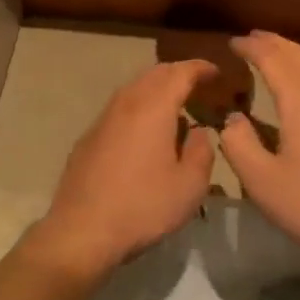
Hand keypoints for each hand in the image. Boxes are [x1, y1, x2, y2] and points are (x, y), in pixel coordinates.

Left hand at [33, 60, 219, 279]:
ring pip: (133, 89)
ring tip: (175, 106)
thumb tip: (199, 131)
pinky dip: (139, 107)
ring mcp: (102, 120)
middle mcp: (126, 104)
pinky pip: (119, 110)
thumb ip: (202, 151)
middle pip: (154, 74)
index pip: (180, 73)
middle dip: (178, 73)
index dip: (200, 68)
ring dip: (156, 89)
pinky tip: (145, 132)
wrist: (83, 231)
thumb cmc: (143, 207)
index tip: (216, 73)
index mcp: (153, 108)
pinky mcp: (88, 139)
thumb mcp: (190, 185)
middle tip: (198, 84)